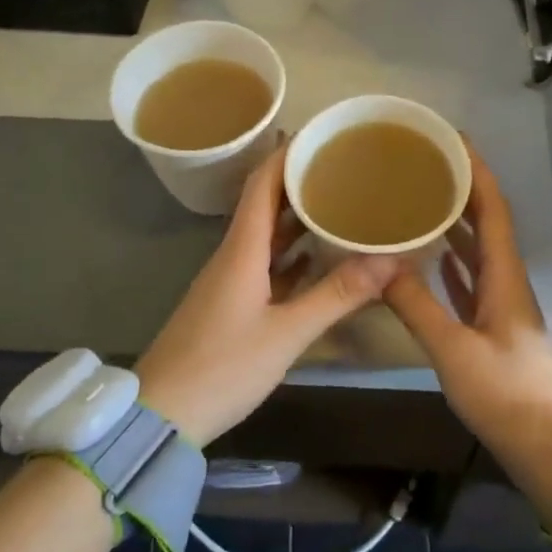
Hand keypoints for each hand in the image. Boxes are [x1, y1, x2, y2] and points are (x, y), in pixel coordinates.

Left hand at [134, 144, 401, 447]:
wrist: (160, 415)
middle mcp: (234, 255)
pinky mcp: (231, 304)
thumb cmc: (221, 367)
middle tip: (343, 166)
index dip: (287, 153)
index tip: (321, 135)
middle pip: (266, 203)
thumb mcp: (287, 333)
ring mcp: (230, 281)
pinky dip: (294, 253)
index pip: (262, 184)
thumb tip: (392, 259)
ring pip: (267, 235)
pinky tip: (320, 256)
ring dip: (299, 216)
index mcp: (242, 249)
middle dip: (300, 180)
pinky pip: (267, 264)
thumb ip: (338, 294)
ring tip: (340, 201)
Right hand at [383, 144, 551, 530]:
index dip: (476, 172)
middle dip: (462, 190)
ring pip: (478, 251)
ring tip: (421, 200)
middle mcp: (507, 281)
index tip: (453, 140)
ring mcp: (502, 306)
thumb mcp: (453, 349)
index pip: (493, 209)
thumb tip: (380, 263)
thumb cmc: (505, 395)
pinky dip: (453, 263)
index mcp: (505, 276)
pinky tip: (432, 258)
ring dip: (456, 224)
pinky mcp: (494, 328)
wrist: (547, 448)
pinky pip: (471, 281)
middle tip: (425, 165)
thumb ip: (416, 305)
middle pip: (486, 223)